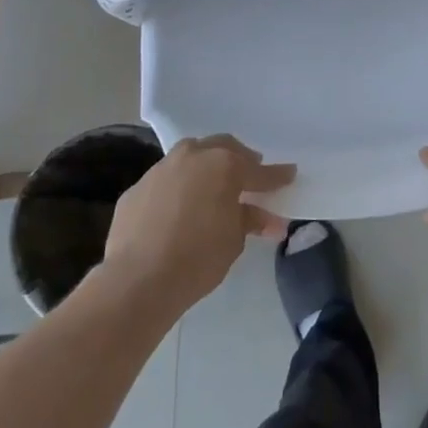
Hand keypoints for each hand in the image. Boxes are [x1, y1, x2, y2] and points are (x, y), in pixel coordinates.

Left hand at [102, 135, 293, 314]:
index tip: (289, 174)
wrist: (137, 279)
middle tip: (248, 174)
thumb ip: (249, 220)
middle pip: (223, 148)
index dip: (276, 176)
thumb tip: (266, 218)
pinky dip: (177, 188)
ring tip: (212, 186)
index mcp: (224, 166)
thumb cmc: (198, 258)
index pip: (258, 171)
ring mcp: (161, 169)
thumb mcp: (234, 241)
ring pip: (190, 156)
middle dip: (239, 159)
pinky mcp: (137, 187)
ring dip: (205, 167)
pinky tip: (178, 208)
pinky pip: (165, 180)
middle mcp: (193, 157)